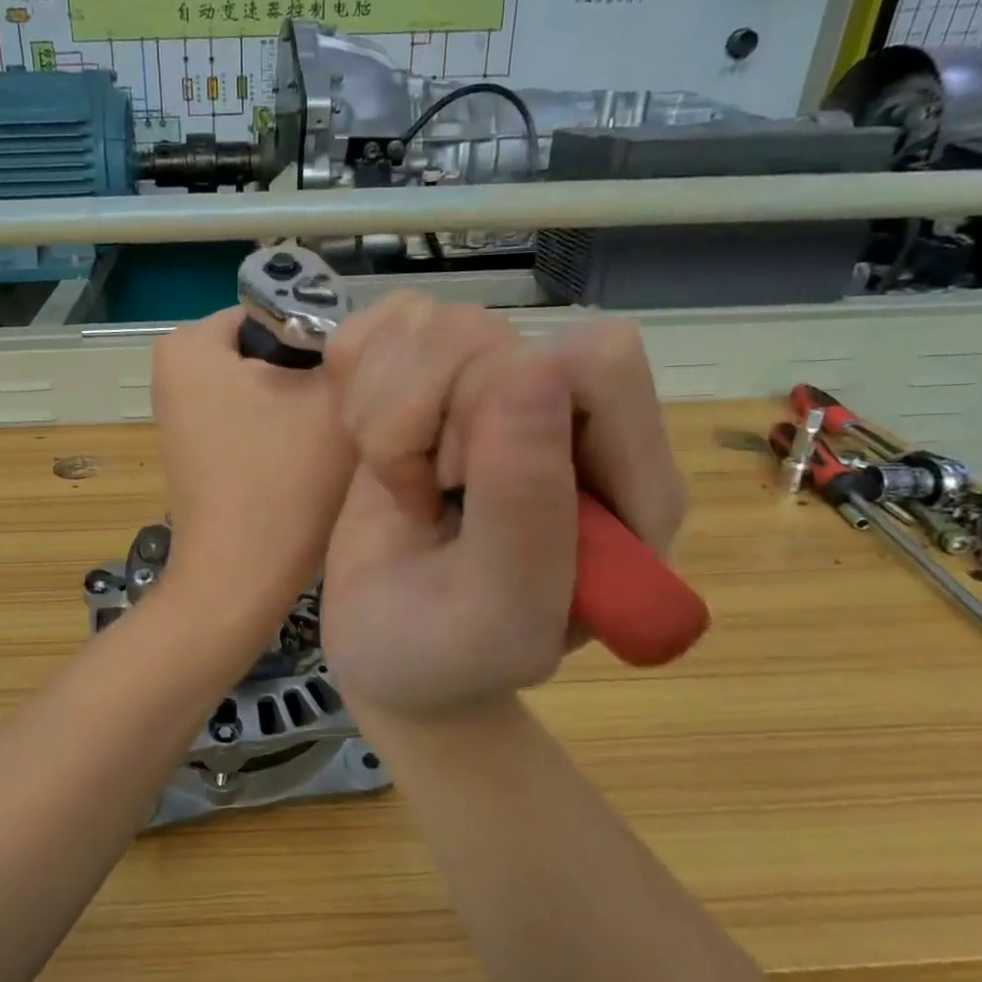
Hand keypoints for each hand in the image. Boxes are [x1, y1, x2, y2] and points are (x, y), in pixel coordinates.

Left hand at [150, 306, 355, 628]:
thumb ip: (351, 348)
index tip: (358, 378)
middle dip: (312, 373)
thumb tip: (364, 333)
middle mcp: (173, 371)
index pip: (280, 310)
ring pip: (265, 386)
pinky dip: (279, 432)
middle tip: (351, 409)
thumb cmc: (283, 482)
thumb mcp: (333, 397)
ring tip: (330, 437)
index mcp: (191, 343)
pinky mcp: (195, 449)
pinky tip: (304, 461)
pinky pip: (250, 419)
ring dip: (301, 405)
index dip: (327, 339)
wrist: (240, 580)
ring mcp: (180, 414)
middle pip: (270, 349)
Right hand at [322, 297, 685, 717]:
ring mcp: (495, 394)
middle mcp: (567, 420)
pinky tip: (367, 445)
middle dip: (424, 419)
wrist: (389, 654)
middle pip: (494, 333)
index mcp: (626, 478)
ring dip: (382, 409)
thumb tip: (530, 368)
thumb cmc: (444, 658)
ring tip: (398, 484)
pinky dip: (355, 380)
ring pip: (435, 323)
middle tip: (423, 499)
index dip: (506, 405)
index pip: (594, 360)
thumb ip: (526, 511)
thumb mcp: (494, 615)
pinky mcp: (430, 385)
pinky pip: (388, 325)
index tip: (456, 480)